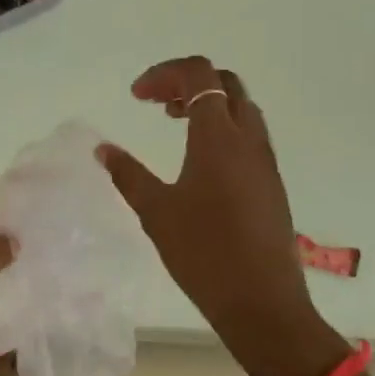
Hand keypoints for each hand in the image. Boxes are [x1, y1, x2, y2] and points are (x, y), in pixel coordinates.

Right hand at [101, 56, 351, 375]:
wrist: (262, 302)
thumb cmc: (203, 253)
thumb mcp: (156, 211)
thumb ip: (127, 174)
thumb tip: (103, 149)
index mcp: (218, 137)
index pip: (198, 75)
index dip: (164, 73)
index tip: (136, 96)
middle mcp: (248, 139)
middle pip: (224, 82)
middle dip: (187, 81)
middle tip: (155, 102)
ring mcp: (265, 160)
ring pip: (240, 107)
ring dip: (207, 103)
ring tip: (174, 122)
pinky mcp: (271, 182)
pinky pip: (249, 133)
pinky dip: (222, 126)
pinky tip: (199, 159)